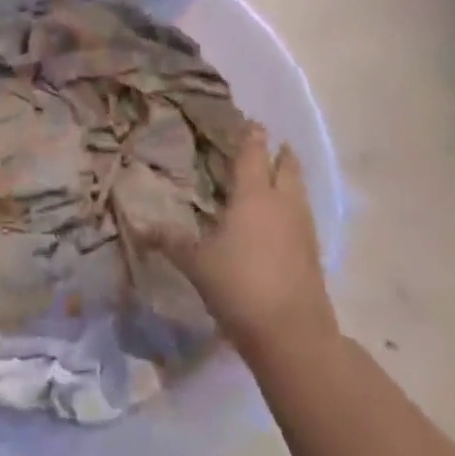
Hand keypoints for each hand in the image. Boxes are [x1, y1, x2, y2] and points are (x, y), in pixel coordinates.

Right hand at [168, 126, 332, 352]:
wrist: (292, 334)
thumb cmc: (239, 286)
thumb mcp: (196, 263)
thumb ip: (171, 241)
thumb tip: (141, 226)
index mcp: (254, 195)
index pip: (253, 154)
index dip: (252, 136)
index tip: (252, 122)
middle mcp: (282, 204)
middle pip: (286, 168)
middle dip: (280, 153)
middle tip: (272, 143)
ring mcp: (303, 229)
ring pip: (299, 191)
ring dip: (291, 178)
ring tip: (280, 174)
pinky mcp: (313, 254)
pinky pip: (303, 217)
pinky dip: (294, 207)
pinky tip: (284, 219)